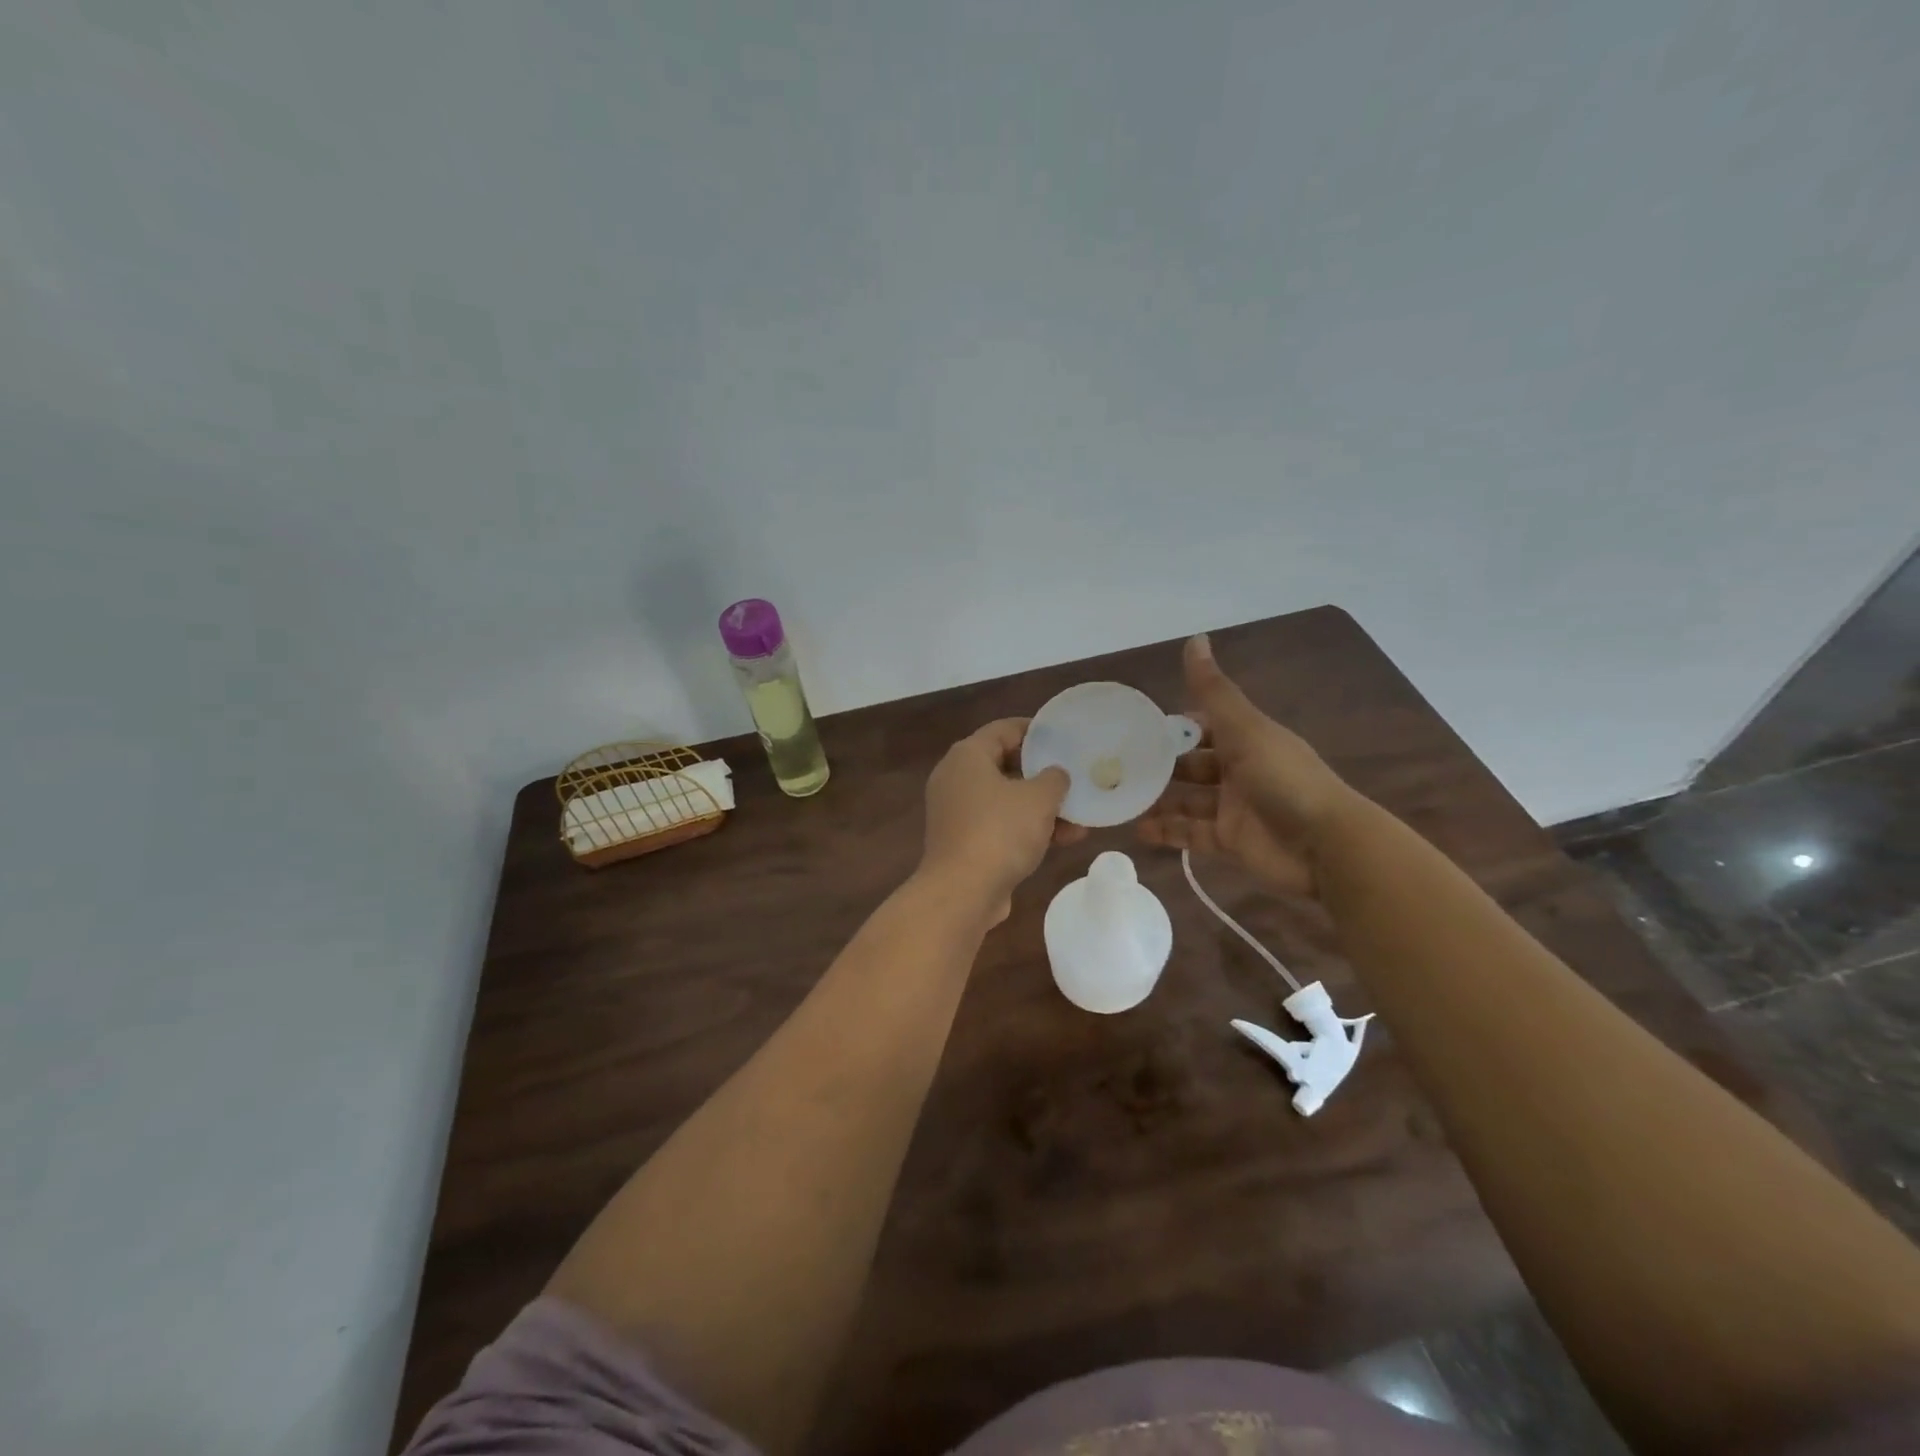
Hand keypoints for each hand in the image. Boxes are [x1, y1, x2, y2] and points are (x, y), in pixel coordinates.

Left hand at [920, 718, 1075, 924]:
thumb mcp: (1038, 799)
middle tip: (1073, 775)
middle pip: (1004, 765)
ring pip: (1005, 800)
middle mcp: (955, 779)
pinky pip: (999, 825)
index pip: (1003, 729)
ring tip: (1080, 815)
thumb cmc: (1000, 832)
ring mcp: (956, 813)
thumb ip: (1054, 779)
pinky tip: (1064, 839)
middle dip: (1042, 774)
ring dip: (1041, 807)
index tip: (1064, 736)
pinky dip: (1027, 828)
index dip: (1035, 730)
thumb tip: (1055, 775)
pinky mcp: (962, 842)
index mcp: (967, 756)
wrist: (962, 892)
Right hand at [1137, 635, 1356, 897]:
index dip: (1175, 727)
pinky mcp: (1229, 842)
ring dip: (1157, 799)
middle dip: (1161, 765)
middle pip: (1192, 765)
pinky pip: (1190, 834)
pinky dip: (1166, 832)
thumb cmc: (1284, 778)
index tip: (1136, 728)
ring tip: (1120, 798)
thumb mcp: (1245, 729)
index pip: (1205, 727)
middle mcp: (1239, 772)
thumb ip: (1214, 691)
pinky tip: (1136, 829)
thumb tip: (1195, 638)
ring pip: (1187, 801)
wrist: (1325, 845)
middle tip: (1117, 766)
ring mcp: (1233, 809)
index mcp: (1247, 740)